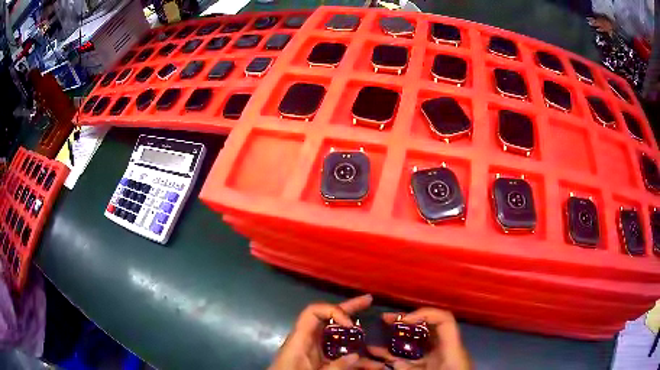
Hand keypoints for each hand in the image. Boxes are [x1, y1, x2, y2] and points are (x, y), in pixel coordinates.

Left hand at [269, 294, 382, 369]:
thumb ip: (334, 367)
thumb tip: (356, 356)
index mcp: (301, 339)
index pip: (313, 312)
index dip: (333, 311)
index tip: (349, 324)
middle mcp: (309, 341)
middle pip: (329, 320)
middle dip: (349, 310)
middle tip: (368, 301)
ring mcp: (315, 351)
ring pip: (338, 339)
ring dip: (357, 341)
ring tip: (379, 342)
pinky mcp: (320, 361)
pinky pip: (339, 355)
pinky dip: (355, 359)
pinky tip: (373, 365)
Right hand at [367, 308, 471, 369]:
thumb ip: (413, 368)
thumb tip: (396, 363)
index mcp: (451, 349)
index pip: (444, 320)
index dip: (424, 314)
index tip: (403, 320)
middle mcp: (444, 351)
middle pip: (427, 329)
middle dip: (405, 323)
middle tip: (385, 319)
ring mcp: (436, 360)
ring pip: (416, 345)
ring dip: (396, 341)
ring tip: (376, 337)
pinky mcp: (429, 368)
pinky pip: (412, 360)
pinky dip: (397, 358)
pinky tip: (379, 358)